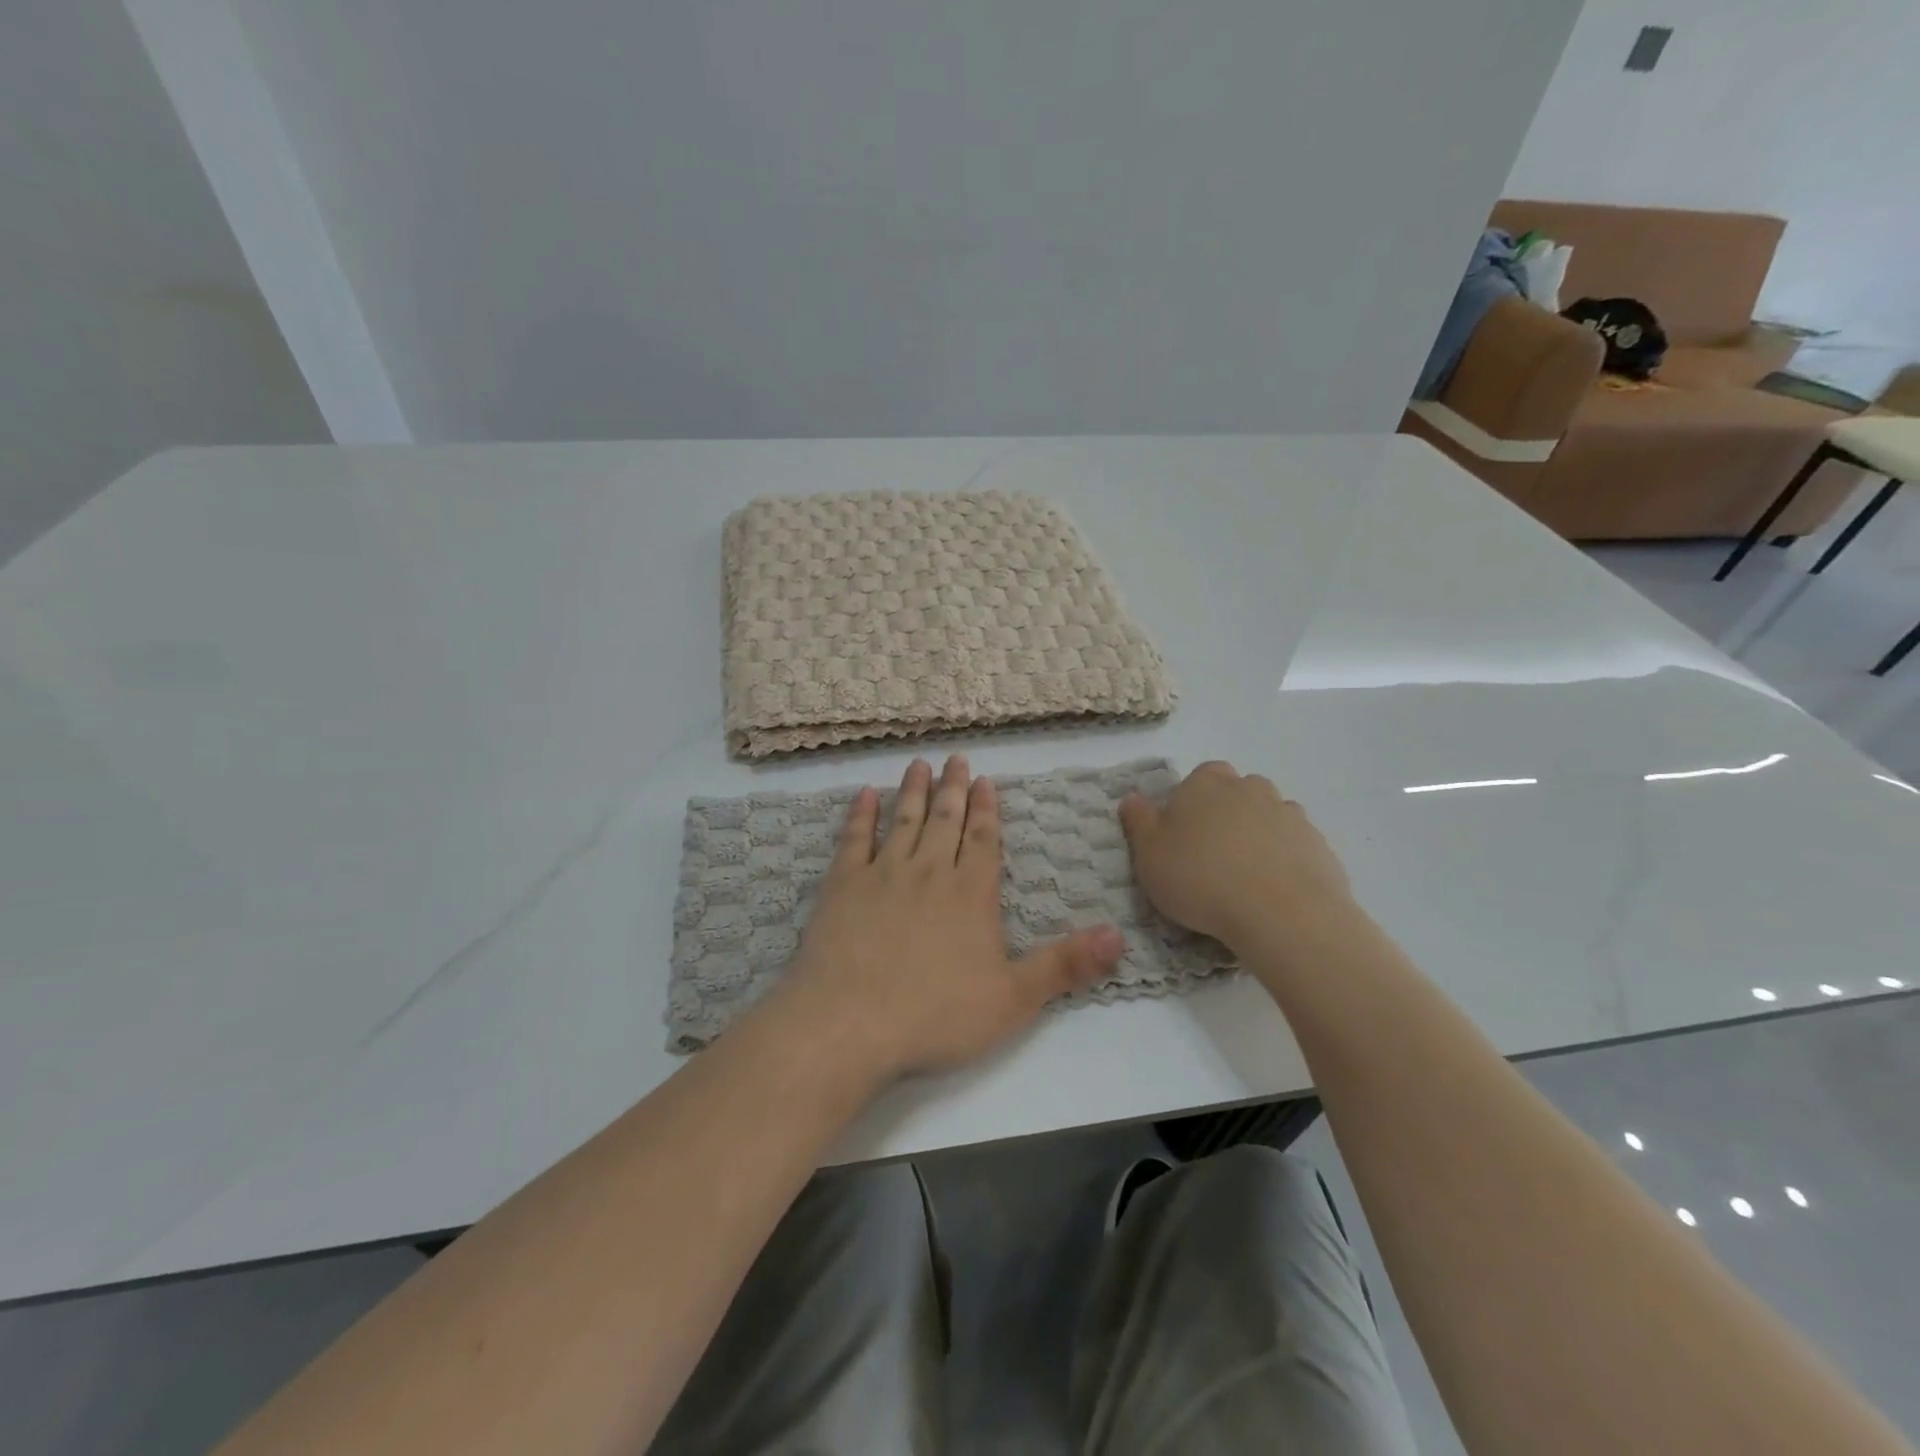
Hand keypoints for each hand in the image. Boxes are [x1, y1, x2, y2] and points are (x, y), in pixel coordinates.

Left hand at [771, 755, 1123, 1080]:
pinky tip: (864, 795)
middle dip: (953, 788)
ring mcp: (883, 874)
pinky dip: (860, 815)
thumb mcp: (1014, 999)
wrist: (851, 1022)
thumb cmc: (937, 1014)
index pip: (984, 839)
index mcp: (971, 893)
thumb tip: (1119, 936)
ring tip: (919, 765)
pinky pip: (854, 839)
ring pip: (903, 820)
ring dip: (913, 791)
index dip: (987, 809)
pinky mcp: (842, 885)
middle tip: (955, 759)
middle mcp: (929, 872)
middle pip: (945, 820)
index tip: (985, 780)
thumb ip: (1065, 965)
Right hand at [1119, 761, 1357, 952]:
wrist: (1282, 914)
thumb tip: (1132, 799)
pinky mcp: (1318, 844)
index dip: (1189, 804)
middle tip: (1211, 857)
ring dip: (1256, 836)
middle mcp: (1249, 788)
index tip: (1182, 836)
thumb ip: (1139, 822)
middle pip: (1235, 793)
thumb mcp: (1149, 855)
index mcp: (1205, 783)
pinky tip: (1272, 889)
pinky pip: (1293, 845)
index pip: (1197, 778)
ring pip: (1267, 816)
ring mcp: (1288, 814)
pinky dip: (1284, 859)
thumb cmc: (1201, 879)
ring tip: (1244, 877)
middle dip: (1225, 816)